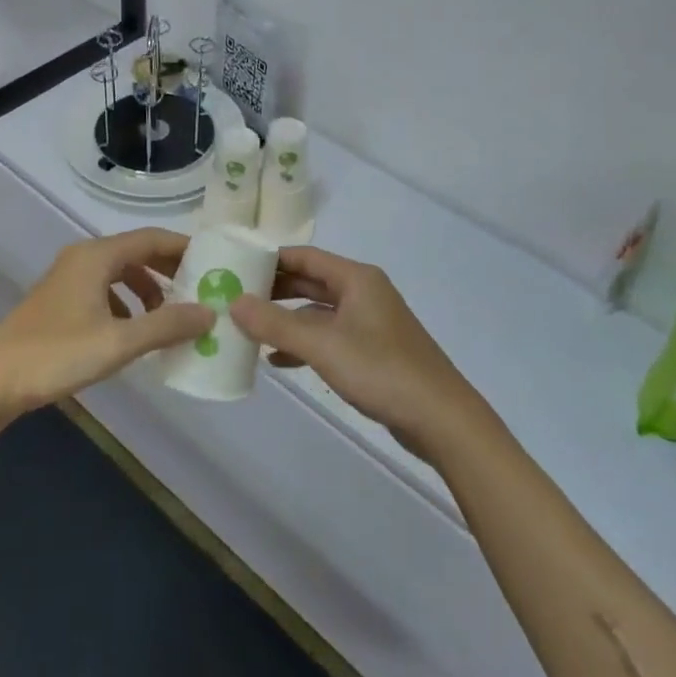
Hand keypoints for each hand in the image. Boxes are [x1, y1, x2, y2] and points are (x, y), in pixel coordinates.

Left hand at [0, 229, 212, 416]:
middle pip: (136, 253)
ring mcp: (68, 278)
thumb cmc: (57, 354)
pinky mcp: (60, 300)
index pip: (151, 238)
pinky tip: (133, 331)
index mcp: (97, 256)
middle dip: (168, 270)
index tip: (213, 261)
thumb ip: (166, 325)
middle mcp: (83, 258)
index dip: (184, 248)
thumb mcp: (119, 341)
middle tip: (199, 289)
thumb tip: (209, 313)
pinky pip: (104, 290)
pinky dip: (126, 303)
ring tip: (169, 315)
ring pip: (119, 273)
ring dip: (147, 289)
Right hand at [230, 247, 482, 457]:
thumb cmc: (381, 370)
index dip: (270, 259)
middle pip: (310, 281)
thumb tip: (234, 302)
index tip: (235, 266)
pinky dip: (303, 344)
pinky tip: (277, 361)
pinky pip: (328, 337)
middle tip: (235, 297)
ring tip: (249, 329)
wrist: (441, 419)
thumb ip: (276, 324)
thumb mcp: (323, 345)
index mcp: (356, 278)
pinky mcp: (371, 351)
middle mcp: (363, 293)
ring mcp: (369, 323)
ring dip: (286, 319)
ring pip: (317, 311)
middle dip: (274, 290)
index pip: (305, 256)